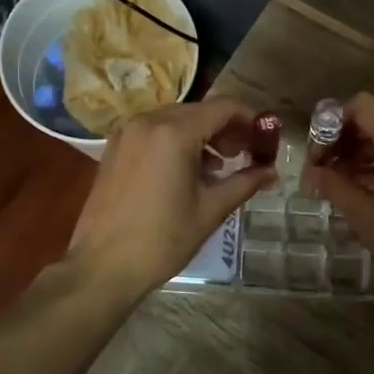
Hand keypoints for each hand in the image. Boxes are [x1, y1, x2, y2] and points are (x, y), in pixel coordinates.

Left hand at [68, 99, 274, 300]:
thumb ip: (244, 183)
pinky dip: (175, 140)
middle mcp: (148, 121)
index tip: (264, 139)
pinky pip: (153, 131)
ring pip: (175, 119)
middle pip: (198, 111)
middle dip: (225, 129)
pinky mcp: (114, 147)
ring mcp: (127, 132)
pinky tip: (185, 171)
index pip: (223, 108)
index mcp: (174, 132)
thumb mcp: (210, 210)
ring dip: (200, 134)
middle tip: (243, 156)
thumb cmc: (161, 240)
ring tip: (217, 168)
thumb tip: (272, 172)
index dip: (249, 119)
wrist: (102, 266)